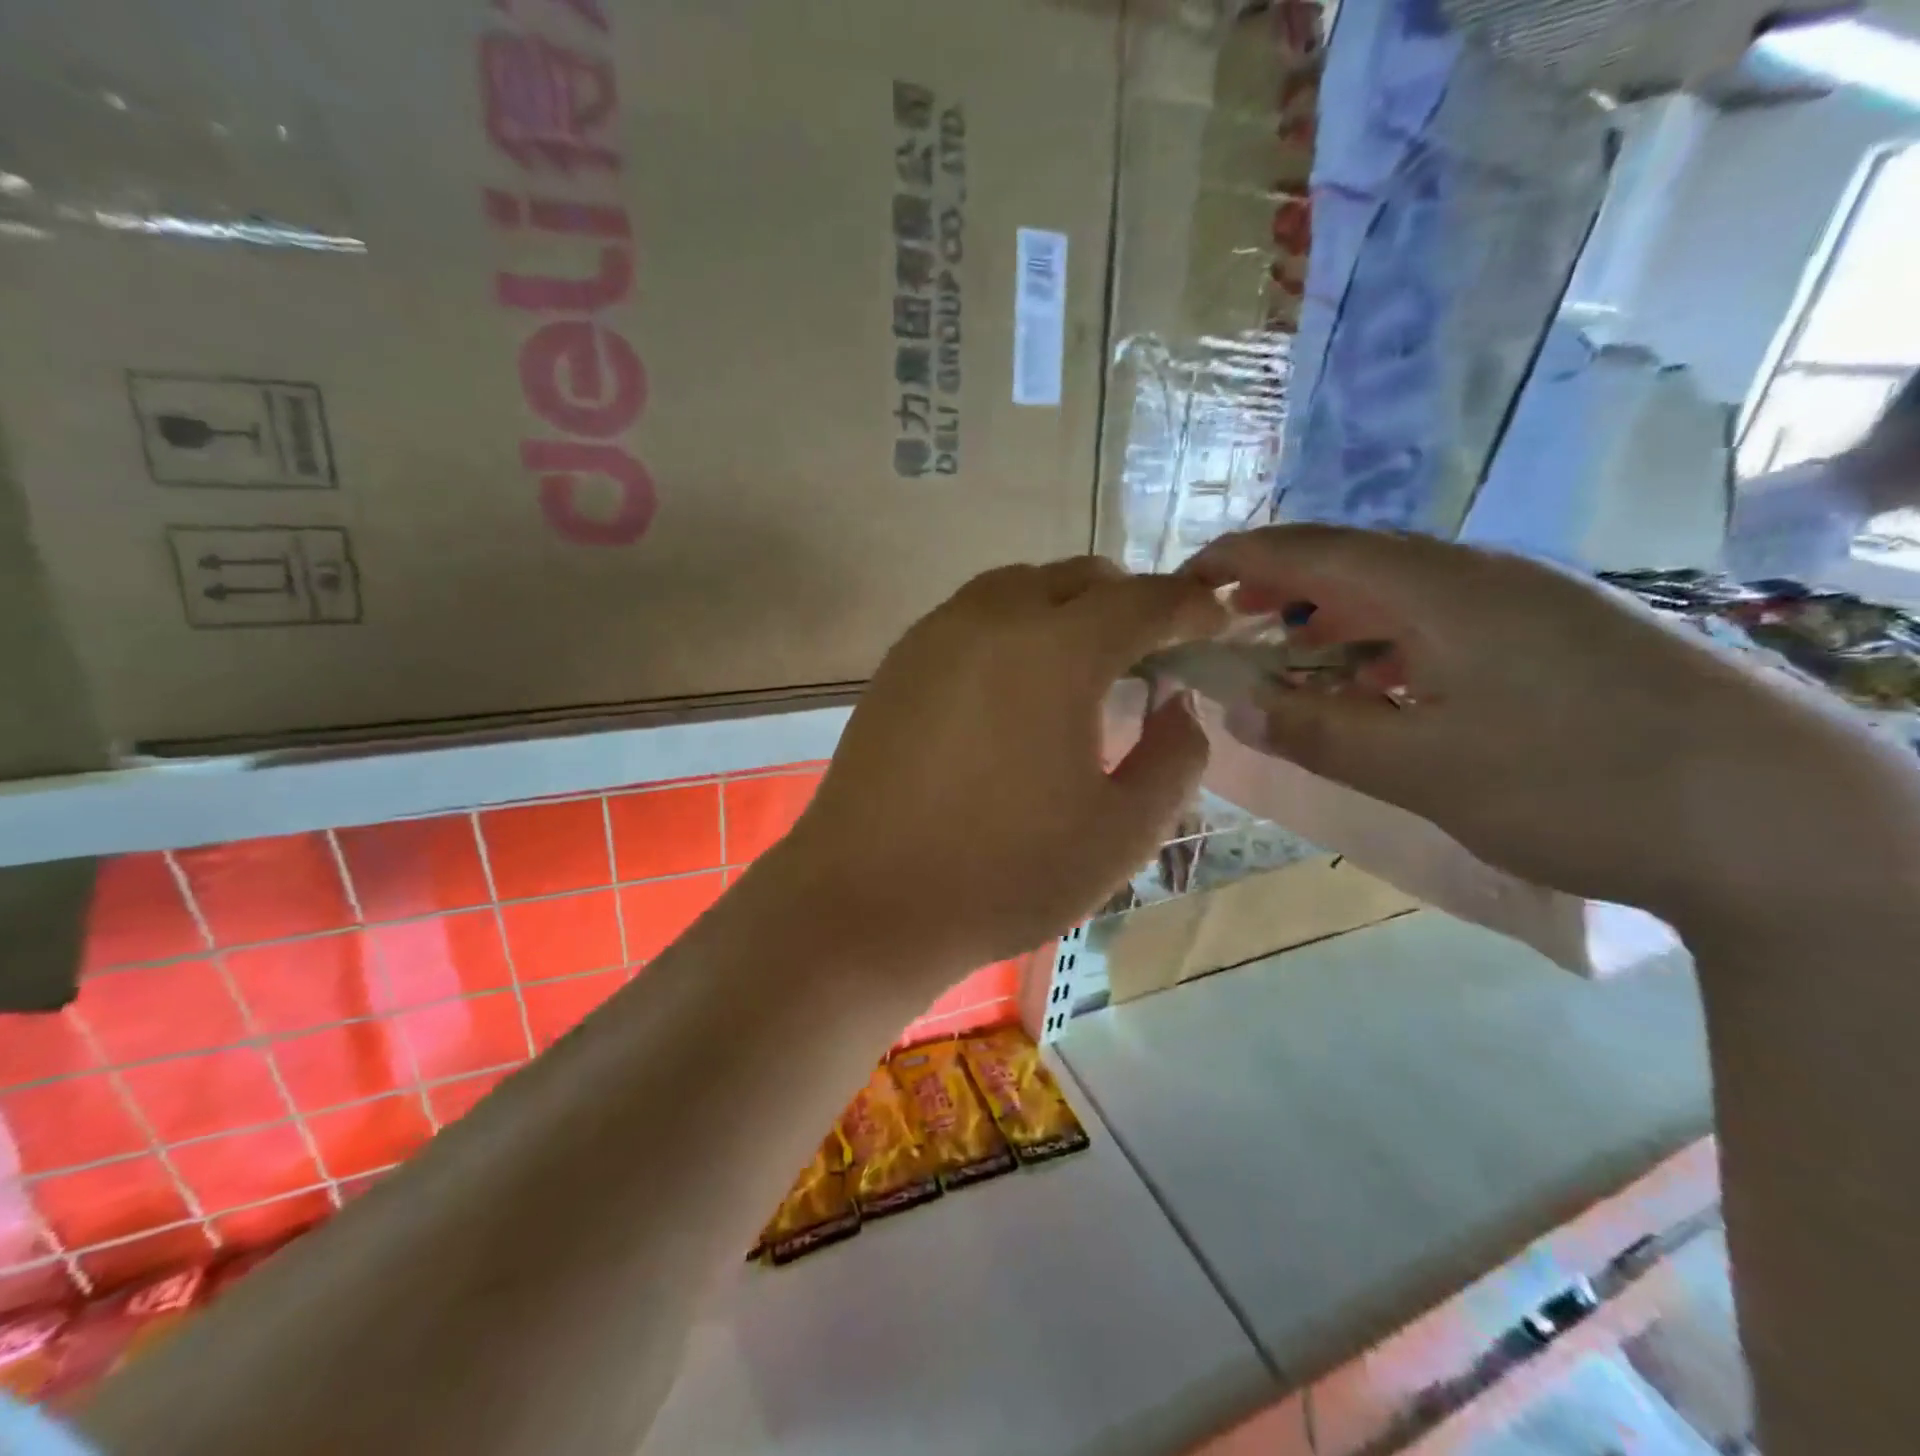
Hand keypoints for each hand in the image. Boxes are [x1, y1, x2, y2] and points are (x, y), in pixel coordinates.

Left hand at [774, 558, 1225, 981]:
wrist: (865, 901)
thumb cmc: (1003, 874)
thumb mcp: (1122, 832)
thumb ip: (1174, 757)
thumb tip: (1176, 705)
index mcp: (1057, 650)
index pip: (1144, 600)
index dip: (1191, 608)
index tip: (1213, 629)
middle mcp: (993, 617)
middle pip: (1080, 577)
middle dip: (1129, 603)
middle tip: (1150, 656)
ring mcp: (936, 633)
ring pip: (1021, 585)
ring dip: (1067, 609)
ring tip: (1083, 668)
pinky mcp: (899, 660)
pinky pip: (974, 615)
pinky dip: (1014, 626)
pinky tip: (1015, 687)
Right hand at [1185, 526, 1898, 926]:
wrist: (1787, 821)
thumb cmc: (1577, 785)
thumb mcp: (1423, 770)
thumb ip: (1320, 733)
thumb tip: (1237, 707)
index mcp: (1441, 590)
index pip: (1313, 550)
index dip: (1239, 558)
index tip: (1186, 579)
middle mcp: (1482, 576)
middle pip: (1355, 560)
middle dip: (1280, 582)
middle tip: (1227, 617)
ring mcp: (1530, 603)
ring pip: (1402, 590)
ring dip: (1335, 613)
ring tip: (1292, 649)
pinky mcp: (1562, 635)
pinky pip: (1445, 618)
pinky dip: (1388, 641)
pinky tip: (1385, 683)